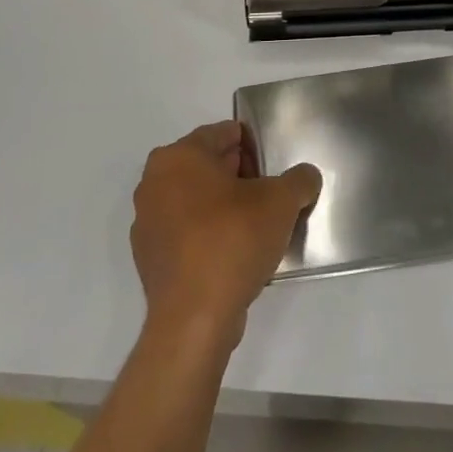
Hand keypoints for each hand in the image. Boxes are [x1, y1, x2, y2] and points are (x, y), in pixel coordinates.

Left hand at [130, 121, 320, 348]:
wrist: (194, 318)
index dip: (253, 145)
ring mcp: (147, 222)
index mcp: (178, 156)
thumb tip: (305, 177)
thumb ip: (299, 179)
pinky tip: (234, 252)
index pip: (222, 133)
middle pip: (206, 165)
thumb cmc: (233, 240)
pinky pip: (186, 232)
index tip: (273, 165)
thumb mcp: (281, 201)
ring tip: (256, 225)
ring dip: (222, 205)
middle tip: (269, 193)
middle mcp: (154, 182)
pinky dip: (207, 234)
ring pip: (194, 199)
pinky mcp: (149, 258)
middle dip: (238, 174)